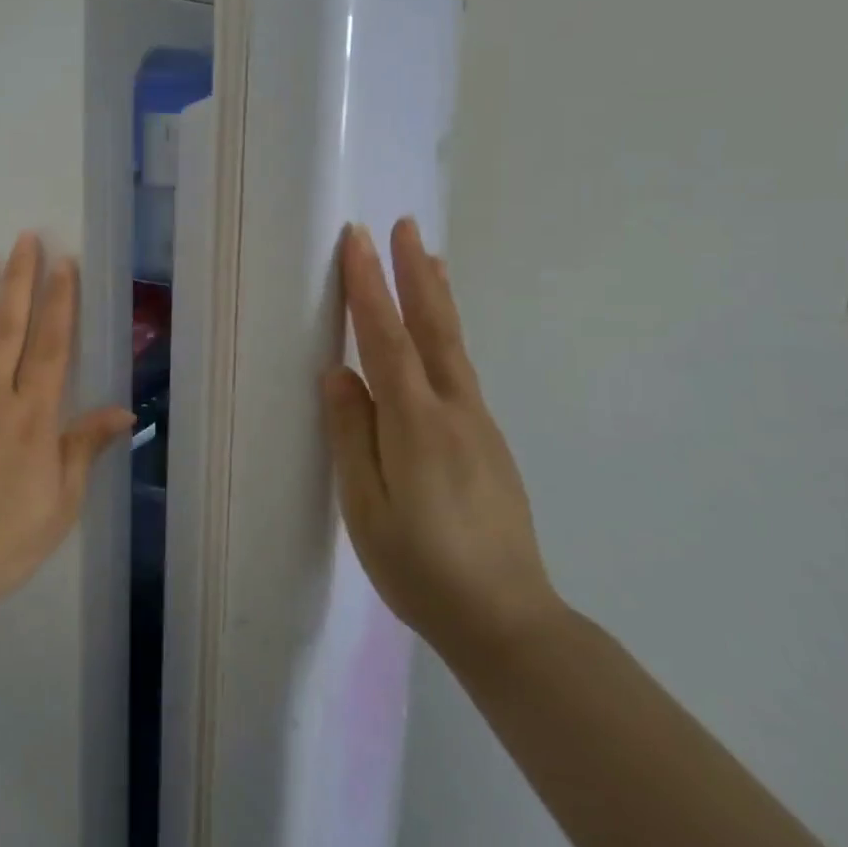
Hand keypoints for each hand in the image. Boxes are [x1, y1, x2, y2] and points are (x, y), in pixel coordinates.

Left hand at [0, 233, 134, 622]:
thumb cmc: (4, 540)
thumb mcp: (60, 503)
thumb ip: (84, 448)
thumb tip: (123, 411)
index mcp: (31, 417)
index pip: (51, 346)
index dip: (60, 301)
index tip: (64, 263)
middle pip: (8, 326)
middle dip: (19, 279)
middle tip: (25, 237)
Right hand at [322, 219, 564, 666]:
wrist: (509, 621)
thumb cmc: (422, 569)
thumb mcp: (367, 509)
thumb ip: (351, 435)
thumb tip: (338, 374)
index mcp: (417, 424)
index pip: (386, 339)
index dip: (370, 287)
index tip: (357, 240)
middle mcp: (454, 411)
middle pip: (433, 327)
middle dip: (416, 273)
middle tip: (405, 225)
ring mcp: (478, 425)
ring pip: (453, 346)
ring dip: (437, 296)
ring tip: (431, 258)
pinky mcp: (488, 442)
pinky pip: (460, 371)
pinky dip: (446, 335)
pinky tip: (439, 336)